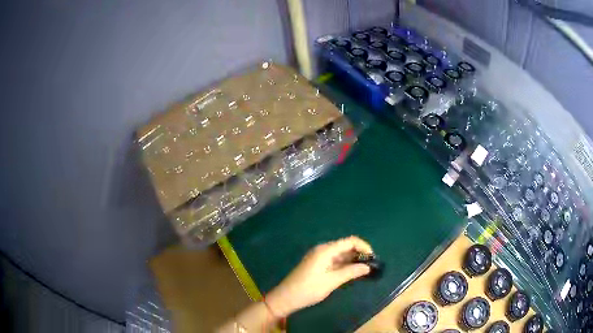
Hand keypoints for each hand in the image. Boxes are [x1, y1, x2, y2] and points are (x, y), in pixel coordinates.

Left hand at [265, 236, 372, 317]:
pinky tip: (351, 273)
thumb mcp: (331, 282)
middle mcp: (323, 250)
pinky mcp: (317, 264)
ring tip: (364, 270)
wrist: (285, 298)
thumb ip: (350, 272)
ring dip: (353, 260)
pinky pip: (335, 260)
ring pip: (341, 254)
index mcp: (325, 250)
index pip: (350, 241)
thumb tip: (368, 267)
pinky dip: (344, 265)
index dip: (364, 246)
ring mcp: (319, 257)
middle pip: (346, 246)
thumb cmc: (308, 289)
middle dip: (360, 254)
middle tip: (371, 266)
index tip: (373, 258)